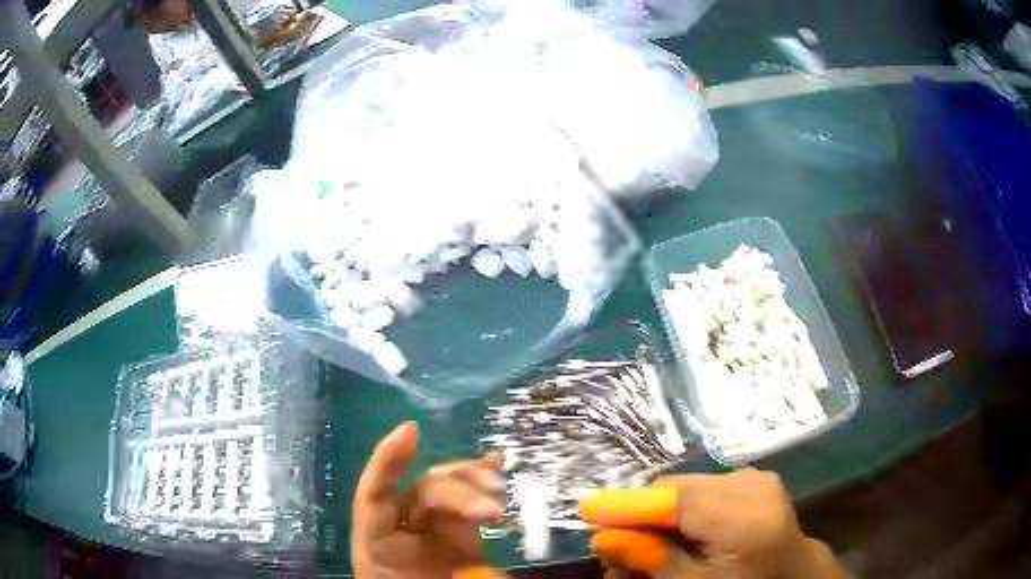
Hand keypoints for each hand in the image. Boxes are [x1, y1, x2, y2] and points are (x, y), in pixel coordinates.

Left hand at [351, 422, 507, 578]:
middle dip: (456, 491)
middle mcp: (401, 531)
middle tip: (492, 509)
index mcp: (377, 547)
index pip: (372, 496)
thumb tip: (488, 571)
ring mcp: (429, 531)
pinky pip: (466, 501)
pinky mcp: (456, 535)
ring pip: (445, 491)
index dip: (386, 461)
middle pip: (421, 492)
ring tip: (500, 491)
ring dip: (473, 484)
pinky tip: (497, 464)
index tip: (412, 432)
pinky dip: (479, 480)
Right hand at [581, 468, 849, 578]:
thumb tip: (604, 536)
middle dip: (641, 514)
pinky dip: (680, 508)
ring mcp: (754, 477)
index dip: (628, 505)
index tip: (584, 509)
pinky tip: (679, 531)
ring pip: (685, 487)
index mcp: (747, 518)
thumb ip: (653, 560)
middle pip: (677, 489)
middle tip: (616, 544)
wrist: (791, 572)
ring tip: (647, 542)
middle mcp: (753, 485)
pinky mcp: (752, 477)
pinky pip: (701, 487)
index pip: (678, 500)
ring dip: (659, 512)